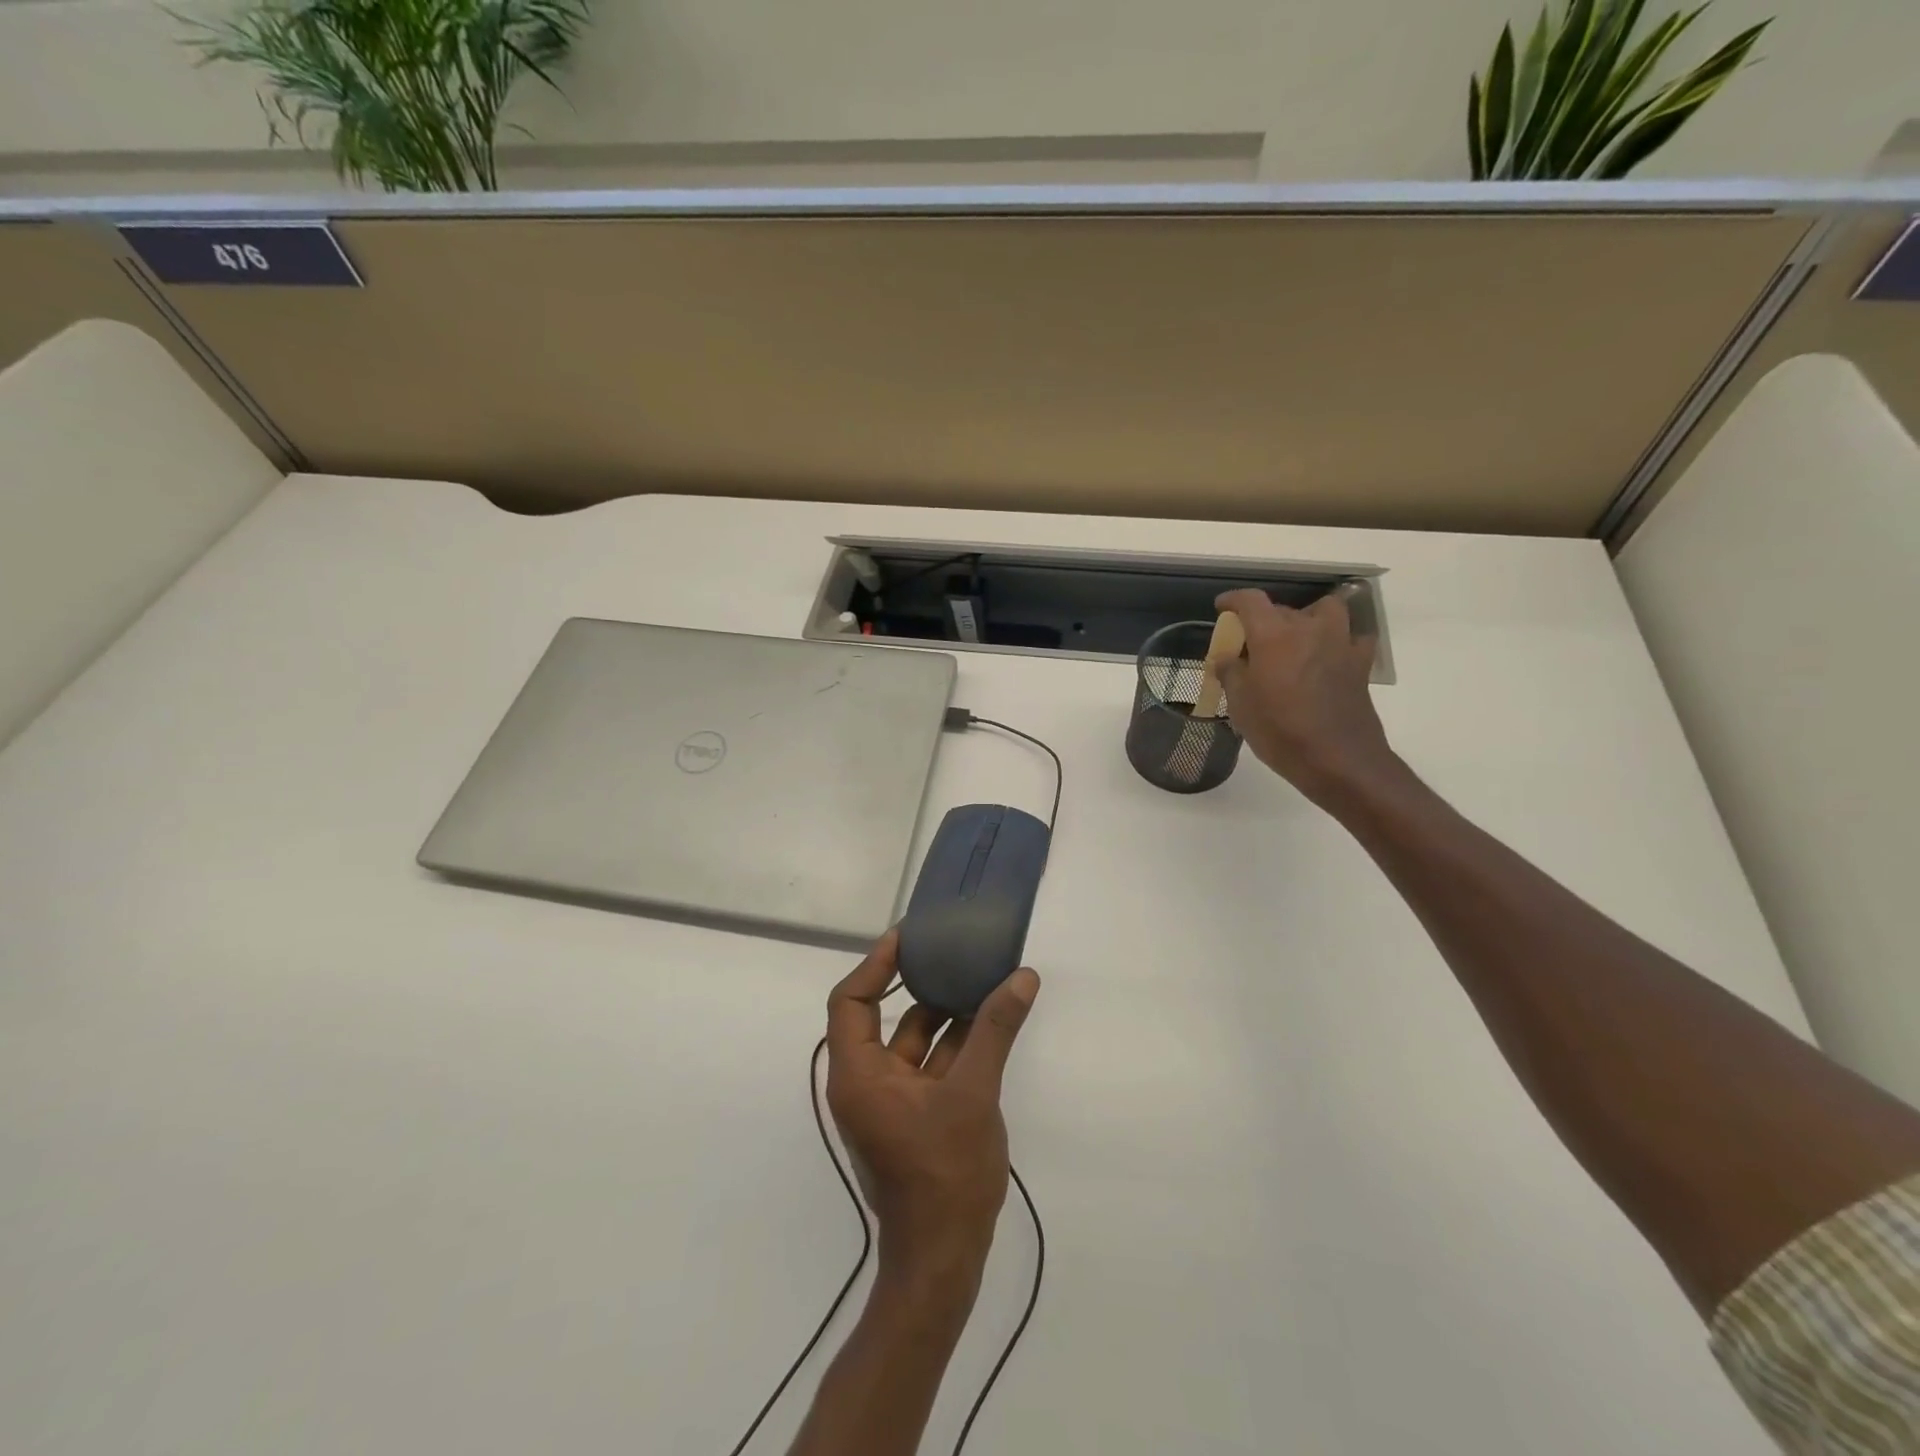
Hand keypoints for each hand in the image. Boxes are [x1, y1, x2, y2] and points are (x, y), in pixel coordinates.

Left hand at [824, 930, 1040, 1286]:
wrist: (944, 1261)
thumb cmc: (945, 1174)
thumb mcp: (973, 1094)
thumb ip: (995, 1031)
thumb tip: (1022, 977)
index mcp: (859, 1075)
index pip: (850, 1002)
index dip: (875, 964)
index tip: (908, 937)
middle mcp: (867, 1083)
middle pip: (883, 1017)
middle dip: (917, 983)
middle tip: (948, 948)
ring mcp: (892, 1102)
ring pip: (914, 1042)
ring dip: (945, 1012)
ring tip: (978, 975)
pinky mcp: (916, 1117)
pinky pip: (932, 1066)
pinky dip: (956, 1043)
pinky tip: (990, 1020)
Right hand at [1214, 586, 1397, 807]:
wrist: (1338, 760)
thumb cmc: (1280, 731)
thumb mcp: (1241, 705)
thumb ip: (1231, 674)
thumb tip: (1226, 658)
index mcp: (1274, 635)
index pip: (1251, 601)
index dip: (1234, 600)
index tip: (1222, 607)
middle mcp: (1309, 629)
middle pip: (1284, 609)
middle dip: (1265, 619)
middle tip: (1252, 643)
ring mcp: (1339, 644)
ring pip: (1326, 611)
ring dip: (1309, 617)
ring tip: (1296, 638)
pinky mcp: (1360, 664)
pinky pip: (1352, 638)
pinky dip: (1339, 640)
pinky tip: (1328, 657)